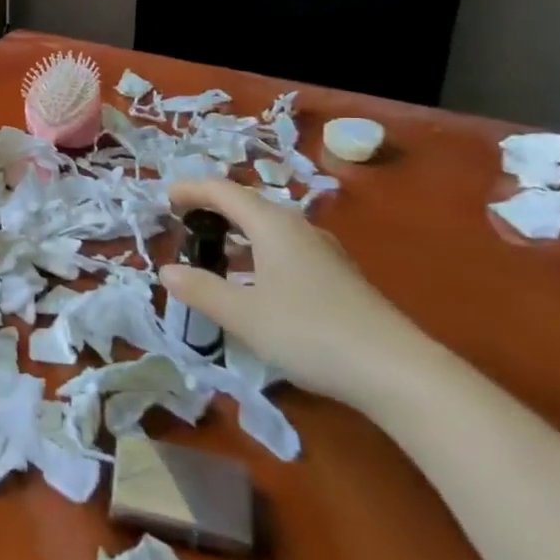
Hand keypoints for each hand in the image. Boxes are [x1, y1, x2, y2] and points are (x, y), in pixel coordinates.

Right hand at [160, 179, 436, 406]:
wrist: (395, 370)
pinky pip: (284, 249)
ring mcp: (322, 252)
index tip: (164, 198)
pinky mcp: (337, 277)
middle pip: (248, 205)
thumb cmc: (309, 332)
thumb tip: (166, 270)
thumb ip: (201, 290)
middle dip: (212, 209)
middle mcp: (298, 228)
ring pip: (269, 229)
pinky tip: (253, 283)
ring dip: (236, 233)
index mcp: (273, 225)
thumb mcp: (244, 315)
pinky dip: (257, 253)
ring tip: (212, 252)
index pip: (224, 190)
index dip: (191, 190)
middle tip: (183, 224)